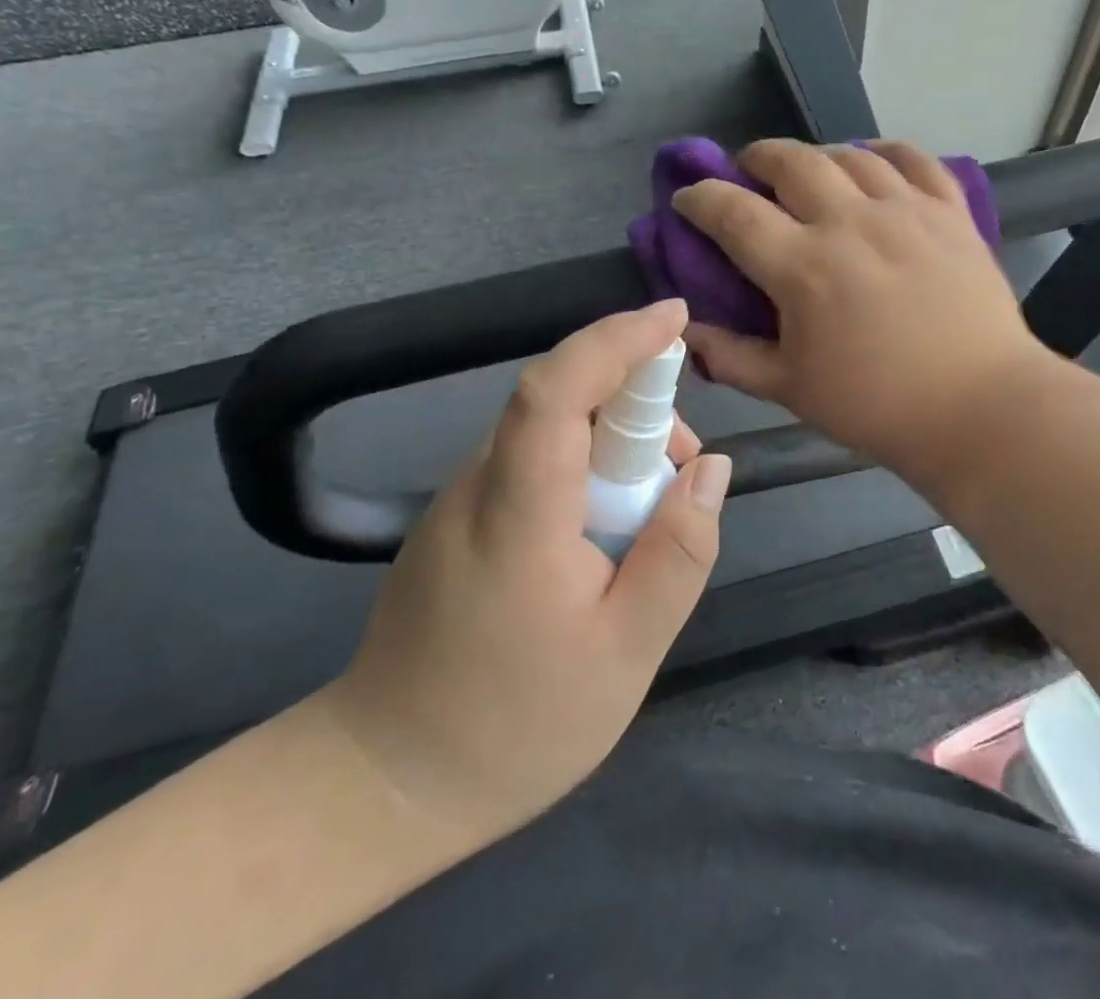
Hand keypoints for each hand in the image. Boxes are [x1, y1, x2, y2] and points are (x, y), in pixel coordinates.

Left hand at [320, 299, 731, 840]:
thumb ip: (679, 552)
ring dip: (614, 441)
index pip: (557, 389)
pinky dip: (584, 467)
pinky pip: (533, 461)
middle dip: (636, 404)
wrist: (388, 782)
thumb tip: (712, 468)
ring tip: (652, 513)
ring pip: (550, 429)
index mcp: (518, 513)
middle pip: (560, 399)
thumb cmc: (516, 726)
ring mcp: (460, 498)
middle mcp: (479, 483)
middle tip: (684, 469)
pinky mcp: (458, 516)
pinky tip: (605, 532)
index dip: (616, 340)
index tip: (675, 319)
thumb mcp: (627, 652)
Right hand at [673, 139, 1051, 480]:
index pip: (733, 212)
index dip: (701, 198)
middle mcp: (850, 221)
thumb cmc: (876, 405)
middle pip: (790, 161)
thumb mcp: (790, 388)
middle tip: (747, 171)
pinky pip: (913, 159)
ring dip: (816, 154)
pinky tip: (874, 162)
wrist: (978, 408)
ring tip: (809, 171)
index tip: (687, 198)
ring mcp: (905, 210)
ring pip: (850, 154)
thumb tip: (687, 331)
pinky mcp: (949, 212)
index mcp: (803, 266)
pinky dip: (885, 152)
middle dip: (756, 157)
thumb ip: (731, 356)